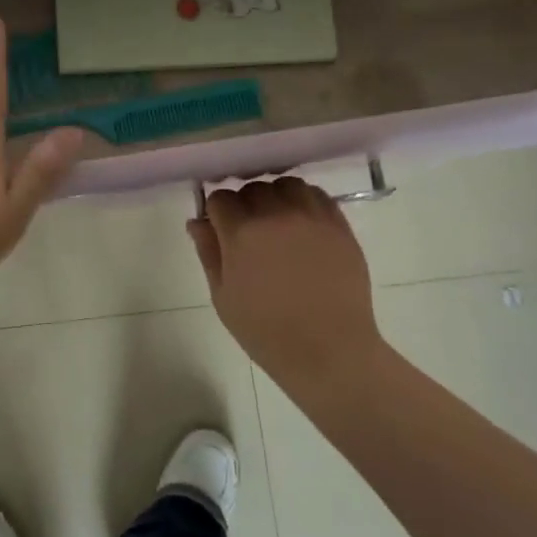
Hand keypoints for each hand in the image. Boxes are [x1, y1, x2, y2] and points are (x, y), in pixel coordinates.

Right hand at [187, 177, 381, 382]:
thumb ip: (208, 252)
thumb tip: (197, 221)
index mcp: (242, 232)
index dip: (216, 214)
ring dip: (276, 197)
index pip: (220, 198)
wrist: (328, 350)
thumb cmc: (266, 331)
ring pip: (286, 185)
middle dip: (245, 204)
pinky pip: (317, 196)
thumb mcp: (223, 297)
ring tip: (277, 223)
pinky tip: (302, 225)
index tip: (220, 232)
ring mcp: (311, 217)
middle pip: (252, 188)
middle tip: (249, 233)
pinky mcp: (339, 225)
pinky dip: (304, 202)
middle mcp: (276, 214)